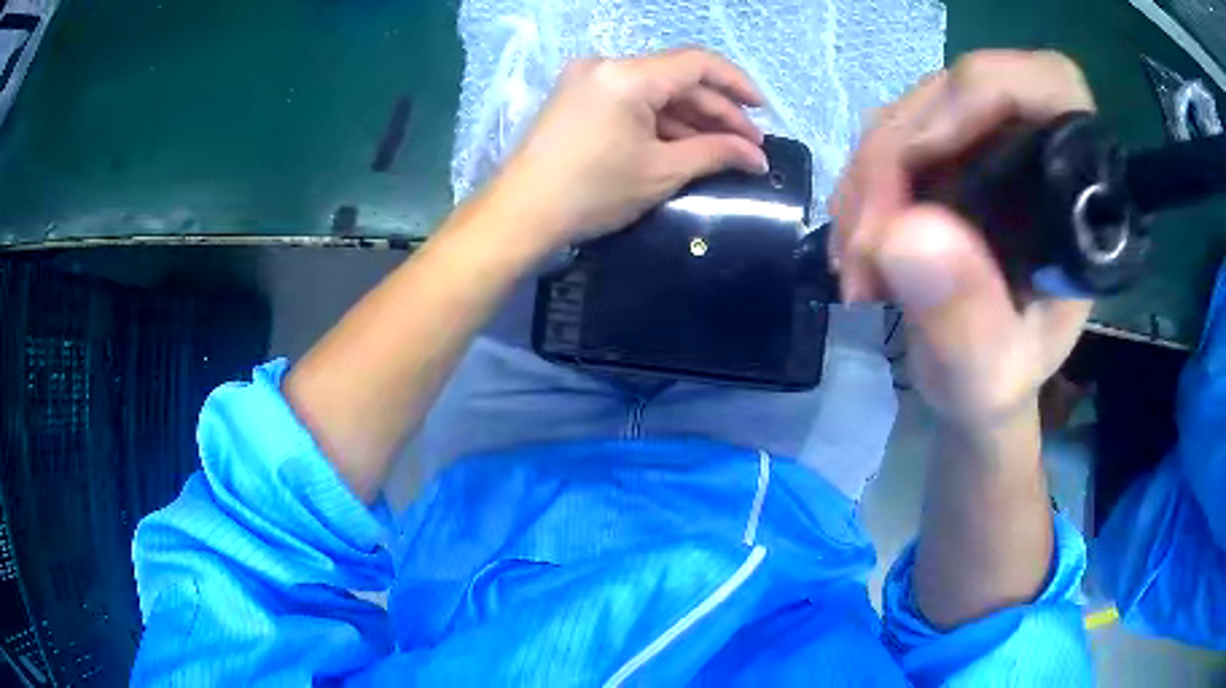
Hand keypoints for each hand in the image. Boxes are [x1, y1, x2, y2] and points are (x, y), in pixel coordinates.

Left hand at [494, 48, 769, 248]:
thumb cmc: (593, 192)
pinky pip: (631, 101)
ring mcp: (588, 80)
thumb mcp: (662, 172)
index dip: (738, 84)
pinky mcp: (578, 97)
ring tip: (723, 150)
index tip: (762, 112)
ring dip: (691, 119)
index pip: (698, 63)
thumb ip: (715, 153)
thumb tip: (757, 157)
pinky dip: (660, 121)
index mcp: (628, 75)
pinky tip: (685, 144)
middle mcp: (607, 65)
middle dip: (717, 112)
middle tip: (748, 147)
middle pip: (678, 79)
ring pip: (655, 91)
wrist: (521, 214)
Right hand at [830, 50, 1095, 430]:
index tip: (915, 156)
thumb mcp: (987, 376)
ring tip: (857, 261)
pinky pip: (892, 138)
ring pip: (915, 114)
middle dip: (897, 159)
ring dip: (869, 180)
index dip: (979, 93)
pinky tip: (858, 243)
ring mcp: (989, 147)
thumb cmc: (999, 384)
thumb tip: (901, 232)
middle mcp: (1037, 154)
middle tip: (864, 244)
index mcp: (1077, 197)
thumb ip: (965, 318)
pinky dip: (863, 186)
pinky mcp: (950, 155)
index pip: (1048, 86)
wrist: (973, 384)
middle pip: (959, 95)